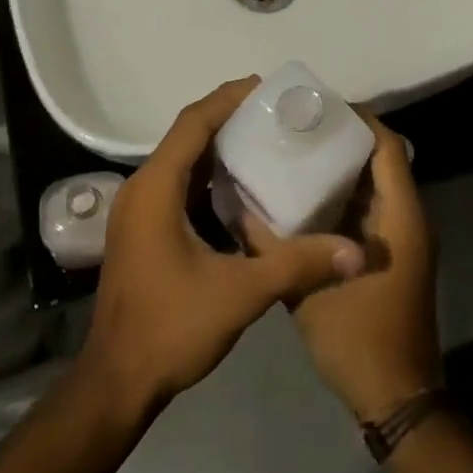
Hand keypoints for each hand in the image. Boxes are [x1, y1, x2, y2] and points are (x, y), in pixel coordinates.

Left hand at [80, 77, 366, 419]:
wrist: (116, 384)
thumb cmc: (171, 328)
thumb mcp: (241, 293)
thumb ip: (298, 264)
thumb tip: (355, 252)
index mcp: (156, 187)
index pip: (193, 123)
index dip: (227, 99)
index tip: (266, 87)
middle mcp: (141, 189)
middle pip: (186, 136)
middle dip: (228, 118)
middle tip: (275, 112)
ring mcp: (137, 211)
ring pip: (180, 162)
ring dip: (217, 147)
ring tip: (265, 140)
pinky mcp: (141, 231)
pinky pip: (176, 186)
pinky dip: (207, 177)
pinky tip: (240, 189)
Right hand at [283, 112, 440, 421]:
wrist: (396, 399)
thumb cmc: (359, 338)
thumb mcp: (307, 291)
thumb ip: (271, 246)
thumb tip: (237, 206)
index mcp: (400, 216)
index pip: (386, 145)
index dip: (356, 119)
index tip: (315, 107)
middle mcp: (407, 218)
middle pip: (380, 158)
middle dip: (341, 138)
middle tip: (296, 127)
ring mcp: (400, 238)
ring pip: (374, 184)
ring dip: (341, 166)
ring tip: (294, 151)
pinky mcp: (388, 254)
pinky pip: (369, 208)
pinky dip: (342, 195)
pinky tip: (302, 197)